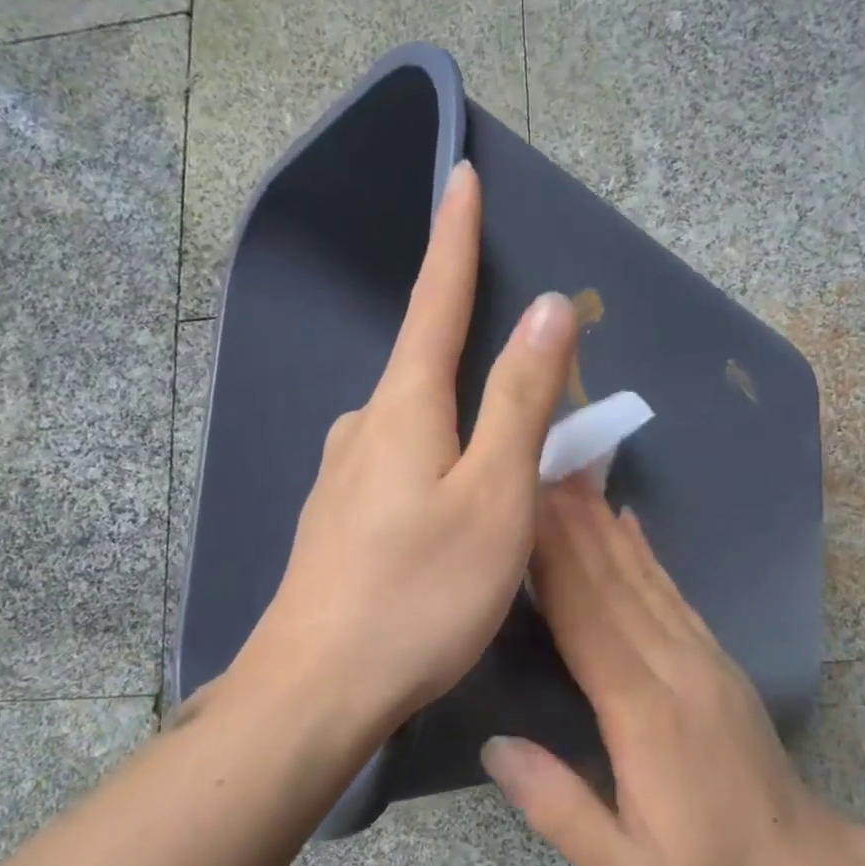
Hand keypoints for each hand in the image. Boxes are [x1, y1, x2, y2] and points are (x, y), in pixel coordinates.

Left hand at [235, 162, 576, 733]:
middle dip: (472, 349)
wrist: (316, 689)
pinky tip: (450, 510)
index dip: (455, 238)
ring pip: (414, 425)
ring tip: (501, 462)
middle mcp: (362, 428)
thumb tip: (548, 308)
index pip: (434, 300)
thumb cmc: (418, 594)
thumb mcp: (492, 497)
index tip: (461, 176)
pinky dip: (437, 466)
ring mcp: (341, 477)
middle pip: (426, 366)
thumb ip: (519, 401)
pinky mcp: (336, 522)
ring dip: (458, 421)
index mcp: (401, 408)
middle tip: (531, 375)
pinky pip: (398, 469)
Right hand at [482, 479, 851, 865]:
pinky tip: (626, 522)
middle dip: (570, 522)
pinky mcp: (715, 659)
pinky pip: (672, 592)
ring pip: (643, 577)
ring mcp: (701, 658)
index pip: (587, 619)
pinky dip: (644, 551)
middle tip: (537, 465)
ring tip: (571, 476)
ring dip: (602, 523)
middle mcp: (674, 668)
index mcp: (644, 714)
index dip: (551, 559)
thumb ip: (559, 809)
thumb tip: (496, 744)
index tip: (521, 507)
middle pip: (612, 582)